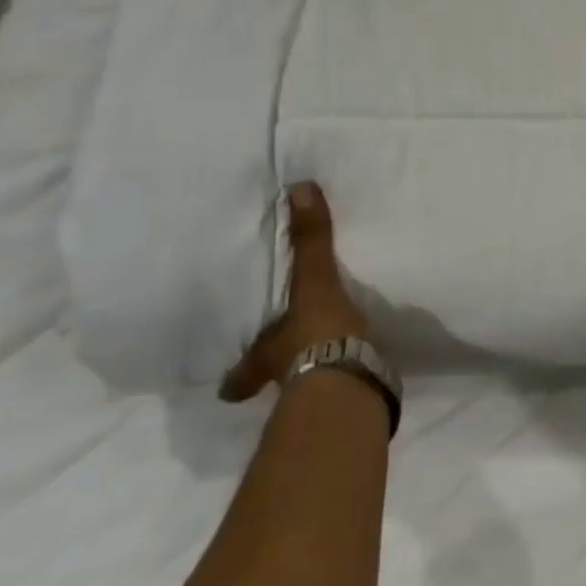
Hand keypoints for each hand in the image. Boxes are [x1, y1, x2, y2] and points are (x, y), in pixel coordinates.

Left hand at [221, 182, 372, 401]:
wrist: (352, 381)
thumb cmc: (318, 333)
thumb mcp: (314, 282)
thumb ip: (309, 240)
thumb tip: (299, 187)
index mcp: (267, 356)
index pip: (243, 371)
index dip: (236, 379)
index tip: (227, 386)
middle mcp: (282, 380)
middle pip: (272, 379)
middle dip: (274, 372)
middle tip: (279, 363)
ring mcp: (315, 393)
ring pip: (305, 383)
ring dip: (310, 374)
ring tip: (322, 362)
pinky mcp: (348, 397)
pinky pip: (341, 384)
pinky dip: (346, 378)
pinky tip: (357, 371)